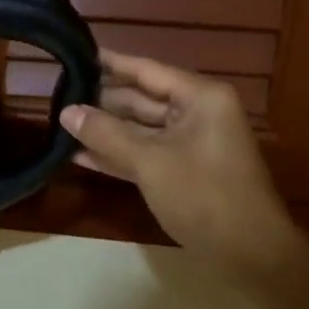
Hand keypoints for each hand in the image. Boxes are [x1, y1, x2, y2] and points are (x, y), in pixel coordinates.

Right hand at [58, 50, 302, 286]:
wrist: (251, 255)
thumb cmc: (204, 196)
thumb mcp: (150, 162)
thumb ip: (105, 134)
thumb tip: (66, 111)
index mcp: (199, 98)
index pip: (145, 70)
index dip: (110, 63)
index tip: (75, 53)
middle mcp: (196, 113)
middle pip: (140, 98)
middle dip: (101, 101)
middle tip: (57, 95)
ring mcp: (189, 144)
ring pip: (139, 128)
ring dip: (104, 130)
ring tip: (61, 124)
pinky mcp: (182, 171)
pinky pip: (143, 153)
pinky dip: (116, 155)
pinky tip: (79, 155)